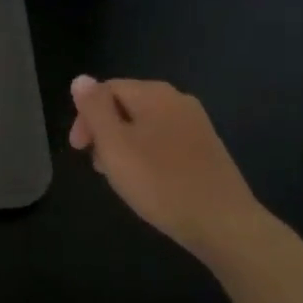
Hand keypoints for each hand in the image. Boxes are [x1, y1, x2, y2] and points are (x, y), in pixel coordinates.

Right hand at [68, 76, 271, 263]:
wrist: (223, 223)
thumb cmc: (160, 182)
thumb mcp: (115, 145)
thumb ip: (95, 109)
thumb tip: (81, 79)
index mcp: (154, 93)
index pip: (106, 90)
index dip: (86, 116)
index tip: (79, 150)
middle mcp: (177, 100)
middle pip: (126, 105)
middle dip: (105, 132)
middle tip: (99, 167)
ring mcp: (196, 124)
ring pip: (145, 125)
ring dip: (124, 146)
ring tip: (120, 178)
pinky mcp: (206, 148)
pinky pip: (165, 141)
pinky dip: (147, 155)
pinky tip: (148, 182)